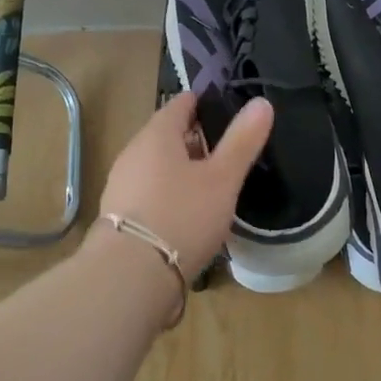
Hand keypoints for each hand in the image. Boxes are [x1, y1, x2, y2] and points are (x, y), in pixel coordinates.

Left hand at [98, 92, 273, 276]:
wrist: (130, 277)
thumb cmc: (181, 216)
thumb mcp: (222, 179)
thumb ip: (242, 141)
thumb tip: (261, 102)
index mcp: (156, 135)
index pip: (180, 104)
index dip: (203, 102)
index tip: (226, 107)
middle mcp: (133, 153)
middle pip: (166, 135)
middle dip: (195, 139)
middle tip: (227, 149)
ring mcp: (121, 186)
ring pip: (157, 166)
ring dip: (181, 170)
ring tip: (212, 183)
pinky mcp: (119, 218)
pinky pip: (149, 193)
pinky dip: (169, 195)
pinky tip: (188, 214)